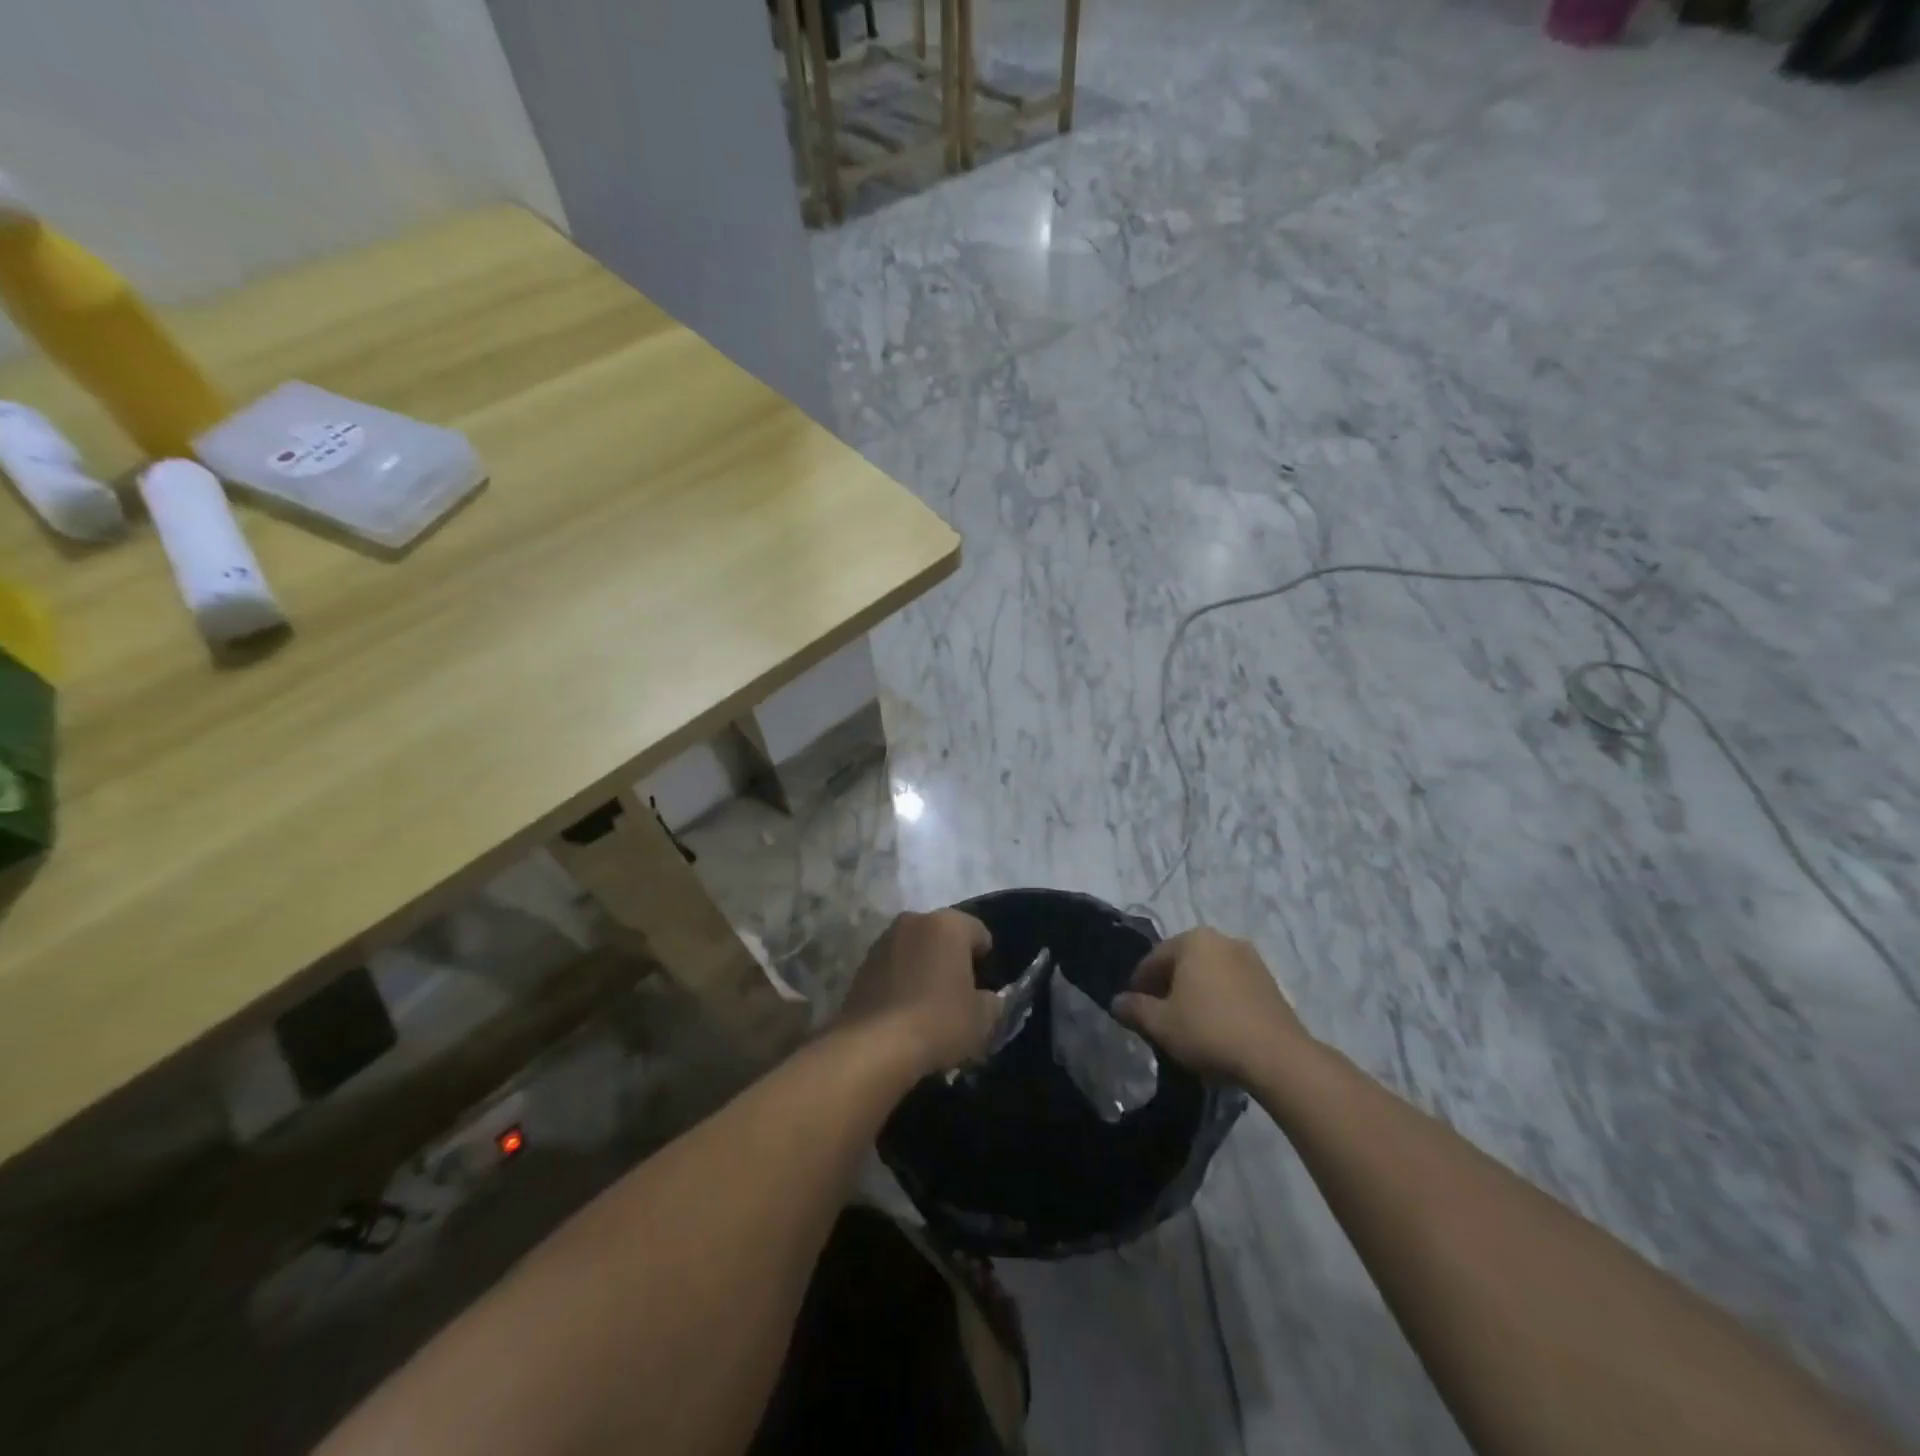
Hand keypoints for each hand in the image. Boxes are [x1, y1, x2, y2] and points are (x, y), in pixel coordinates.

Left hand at [838, 910, 1001, 1076]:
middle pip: (944, 937)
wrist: (874, 1046)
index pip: (979, 933)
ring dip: (924, 969)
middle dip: (952, 960)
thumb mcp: (982, 1018)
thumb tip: (988, 1000)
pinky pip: (893, 968)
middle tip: (958, 997)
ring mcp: (883, 941)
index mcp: (948, 924)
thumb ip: (993, 1002)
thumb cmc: (939, 1021)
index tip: (984, 990)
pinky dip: (901, 982)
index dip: (986, 961)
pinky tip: (904, 1012)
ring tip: (928, 1006)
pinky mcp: (862, 965)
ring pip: (916, 950)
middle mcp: (914, 921)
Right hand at [1111, 928, 1313, 1083]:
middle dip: (1167, 987)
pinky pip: (1232, 987)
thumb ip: (1135, 1009)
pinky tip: (1215, 1028)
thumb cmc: (1209, 1031)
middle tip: (1157, 1017)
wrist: (1277, 1057)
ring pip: (1209, 974)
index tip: (1132, 1010)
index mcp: (1193, 940)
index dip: (1138, 985)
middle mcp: (1222, 940)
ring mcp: (1251, 960)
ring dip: (1194, 994)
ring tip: (1187, 1025)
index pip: (1153, 959)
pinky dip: (1218, 1001)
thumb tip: (1117, 1002)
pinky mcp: (1270, 983)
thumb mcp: (1161, 1024)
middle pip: (1182, 963)